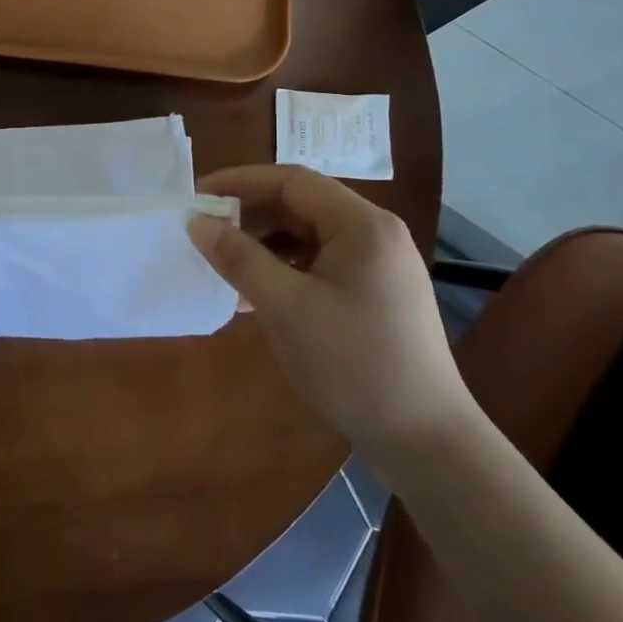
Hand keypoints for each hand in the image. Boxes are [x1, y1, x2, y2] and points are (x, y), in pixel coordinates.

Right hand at [188, 165, 474, 472]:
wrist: (426, 440)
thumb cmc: (352, 364)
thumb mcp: (286, 307)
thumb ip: (239, 258)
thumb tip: (197, 223)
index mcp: (362, 225)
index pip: (291, 181)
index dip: (240, 182)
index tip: (197, 197)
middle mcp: (375, 234)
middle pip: (301, 205)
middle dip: (250, 214)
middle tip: (204, 231)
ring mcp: (379, 265)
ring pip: (309, 235)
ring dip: (264, 242)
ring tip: (224, 262)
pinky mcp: (375, 294)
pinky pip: (320, 263)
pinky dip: (285, 267)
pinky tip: (256, 291)